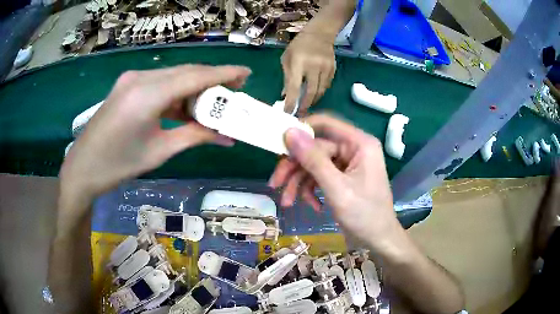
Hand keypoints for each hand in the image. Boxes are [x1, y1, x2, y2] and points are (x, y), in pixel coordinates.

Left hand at [61, 65, 250, 199]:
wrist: (83, 167)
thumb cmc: (119, 165)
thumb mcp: (159, 151)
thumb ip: (194, 136)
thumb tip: (225, 136)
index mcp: (148, 94)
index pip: (195, 76)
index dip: (224, 73)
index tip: (246, 73)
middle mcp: (141, 77)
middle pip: (186, 71)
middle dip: (212, 79)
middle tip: (233, 91)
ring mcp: (133, 78)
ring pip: (173, 75)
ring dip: (195, 86)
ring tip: (212, 102)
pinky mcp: (128, 84)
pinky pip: (160, 82)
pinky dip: (177, 91)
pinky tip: (186, 104)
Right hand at [268, 114, 398, 245]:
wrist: (378, 241)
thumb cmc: (364, 215)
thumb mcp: (336, 188)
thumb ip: (313, 160)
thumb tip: (290, 132)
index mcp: (359, 144)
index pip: (325, 124)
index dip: (301, 130)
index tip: (279, 143)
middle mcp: (353, 149)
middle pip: (315, 148)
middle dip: (295, 168)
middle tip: (275, 184)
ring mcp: (347, 164)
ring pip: (314, 164)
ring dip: (299, 182)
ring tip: (288, 202)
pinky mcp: (342, 178)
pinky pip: (320, 176)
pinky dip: (311, 190)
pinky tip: (312, 206)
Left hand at [281, 32, 335, 114]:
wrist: (320, 34)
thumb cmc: (299, 45)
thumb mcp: (287, 58)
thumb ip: (286, 77)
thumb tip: (285, 95)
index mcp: (298, 62)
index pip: (294, 87)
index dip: (291, 101)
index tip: (287, 112)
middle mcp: (313, 66)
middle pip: (311, 92)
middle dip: (304, 105)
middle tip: (299, 112)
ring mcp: (325, 68)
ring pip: (320, 91)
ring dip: (313, 100)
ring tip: (306, 105)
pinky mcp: (333, 69)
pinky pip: (326, 86)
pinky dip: (320, 92)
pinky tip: (314, 94)